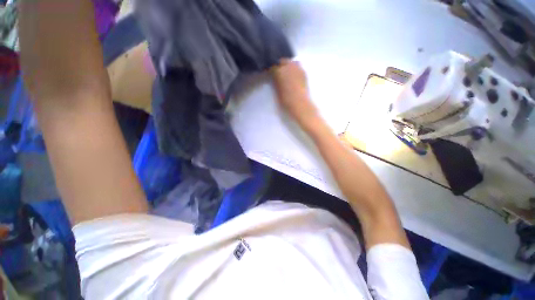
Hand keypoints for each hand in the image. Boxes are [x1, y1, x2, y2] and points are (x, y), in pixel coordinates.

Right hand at [270, 60, 318, 127]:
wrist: (300, 103)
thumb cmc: (286, 100)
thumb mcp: (277, 91)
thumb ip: (275, 81)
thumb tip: (274, 77)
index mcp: (279, 71)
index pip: (273, 66)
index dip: (271, 69)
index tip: (270, 72)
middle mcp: (288, 66)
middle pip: (282, 61)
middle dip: (280, 65)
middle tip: (278, 71)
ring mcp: (297, 68)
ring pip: (291, 62)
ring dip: (288, 65)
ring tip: (286, 72)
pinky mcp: (303, 72)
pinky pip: (298, 66)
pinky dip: (294, 69)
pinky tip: (293, 75)